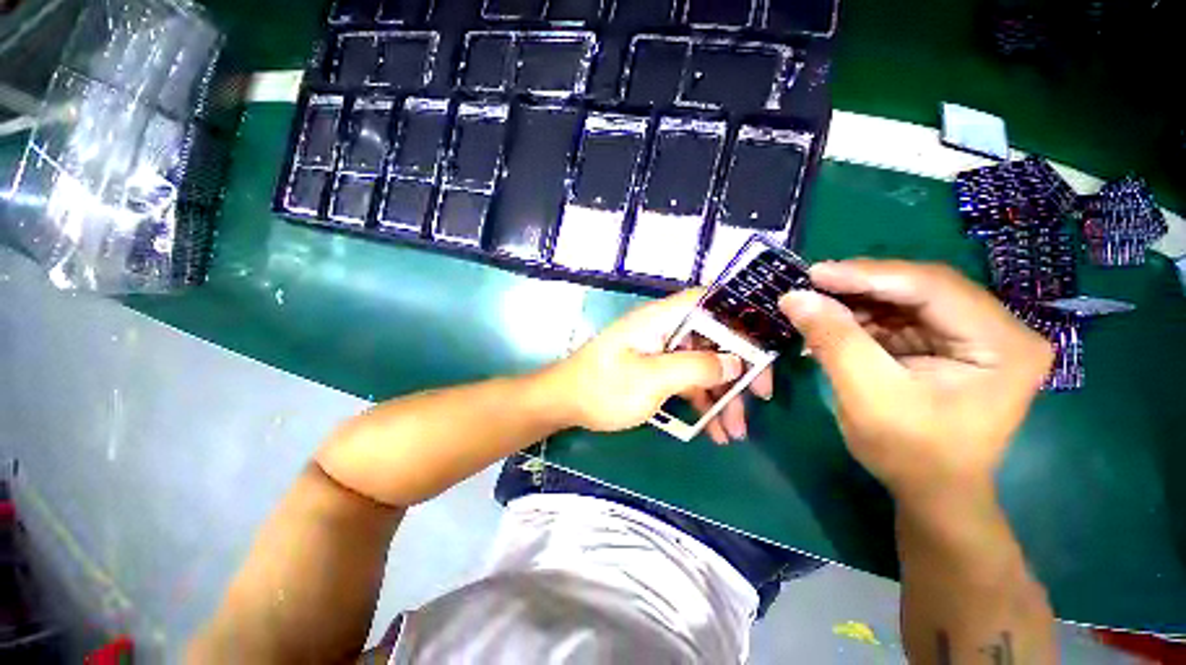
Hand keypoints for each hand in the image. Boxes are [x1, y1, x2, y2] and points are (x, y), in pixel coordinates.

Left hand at [545, 289, 767, 436]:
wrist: (566, 403)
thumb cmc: (604, 387)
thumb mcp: (651, 378)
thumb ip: (695, 368)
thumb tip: (735, 363)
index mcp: (661, 319)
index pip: (709, 301)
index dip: (739, 316)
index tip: (762, 344)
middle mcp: (665, 330)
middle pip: (712, 339)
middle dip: (737, 369)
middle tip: (760, 398)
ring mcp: (661, 352)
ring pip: (703, 365)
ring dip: (722, 395)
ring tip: (735, 431)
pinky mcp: (656, 371)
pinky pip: (688, 381)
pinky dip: (702, 402)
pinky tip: (714, 430)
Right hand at [778, 260, 1052, 502]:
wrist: (932, 492)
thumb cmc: (909, 452)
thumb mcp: (867, 394)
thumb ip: (833, 339)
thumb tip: (794, 296)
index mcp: (1003, 343)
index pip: (933, 288)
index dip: (868, 275)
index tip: (814, 273)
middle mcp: (999, 329)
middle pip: (922, 288)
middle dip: (861, 286)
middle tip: (811, 284)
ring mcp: (975, 335)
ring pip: (907, 299)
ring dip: (858, 301)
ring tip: (816, 303)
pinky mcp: (949, 344)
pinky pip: (901, 317)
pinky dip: (863, 317)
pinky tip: (834, 320)